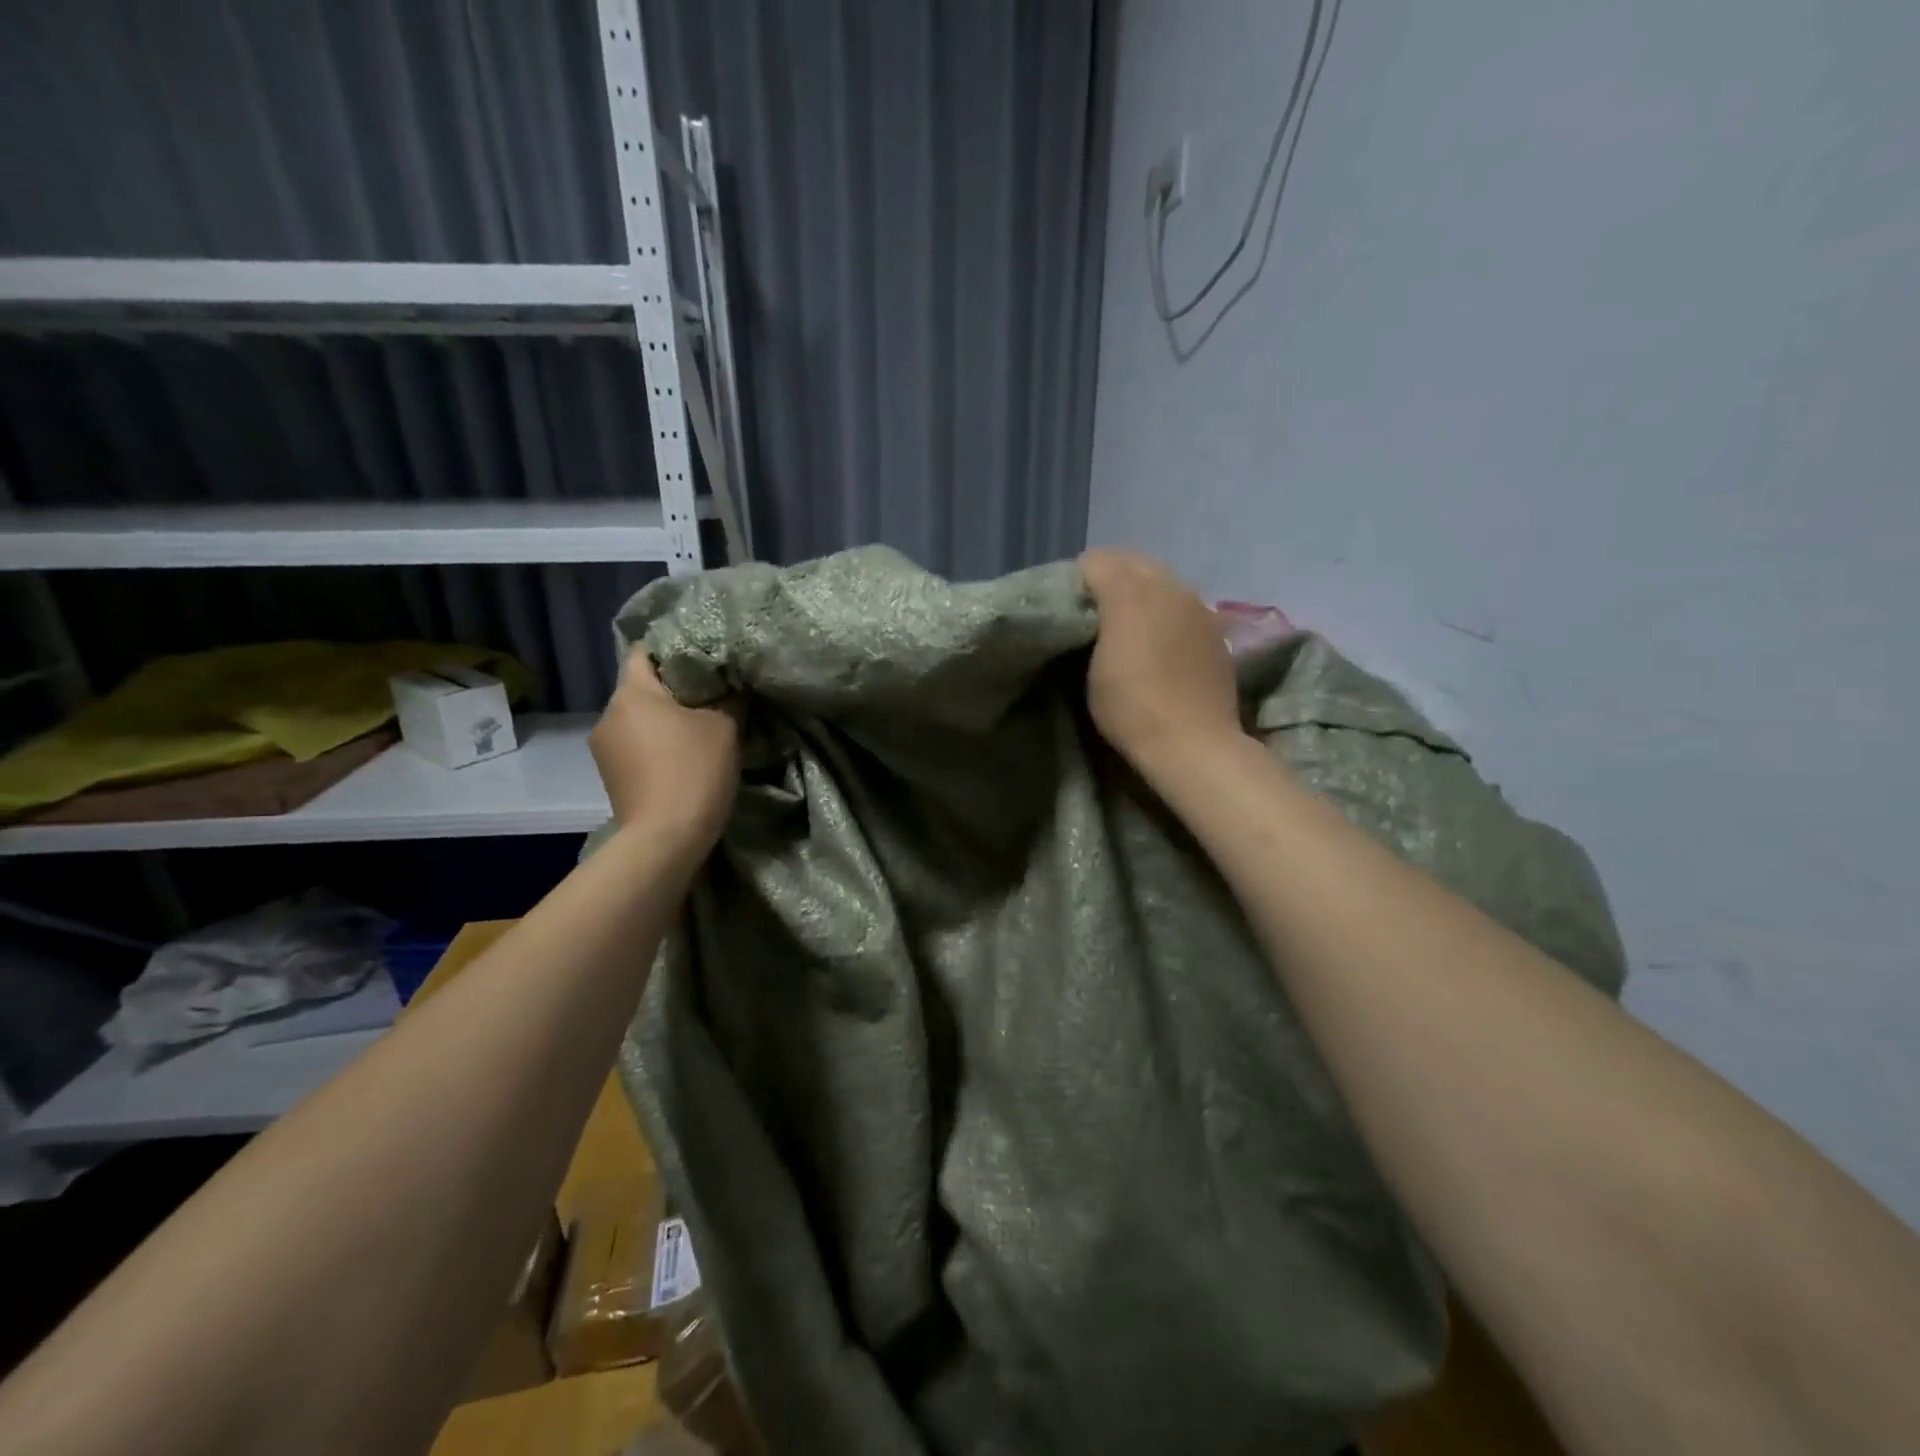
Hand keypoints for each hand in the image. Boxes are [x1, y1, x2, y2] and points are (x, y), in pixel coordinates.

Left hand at [590, 648, 739, 845]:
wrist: (665, 840)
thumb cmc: (694, 772)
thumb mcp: (725, 727)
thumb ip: (731, 698)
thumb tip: (734, 686)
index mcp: (631, 693)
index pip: (644, 650)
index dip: (674, 648)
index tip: (703, 658)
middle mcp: (608, 714)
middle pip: (642, 687)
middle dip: (674, 688)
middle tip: (711, 694)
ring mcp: (604, 748)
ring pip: (639, 718)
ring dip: (665, 719)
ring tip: (698, 729)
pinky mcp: (610, 775)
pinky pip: (635, 744)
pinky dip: (656, 743)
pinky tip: (681, 757)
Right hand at [1081, 549, 1242, 770]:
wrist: (1194, 743)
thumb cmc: (1131, 708)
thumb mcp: (1092, 668)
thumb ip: (1090, 623)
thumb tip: (1091, 604)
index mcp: (1132, 591)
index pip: (1095, 561)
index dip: (1076, 578)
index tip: (1066, 605)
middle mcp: (1169, 587)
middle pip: (1132, 561)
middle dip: (1110, 576)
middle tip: (1092, 610)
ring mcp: (1198, 606)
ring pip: (1161, 580)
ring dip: (1140, 592)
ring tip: (1126, 625)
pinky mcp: (1215, 629)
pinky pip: (1182, 604)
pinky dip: (1165, 611)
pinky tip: (1159, 641)